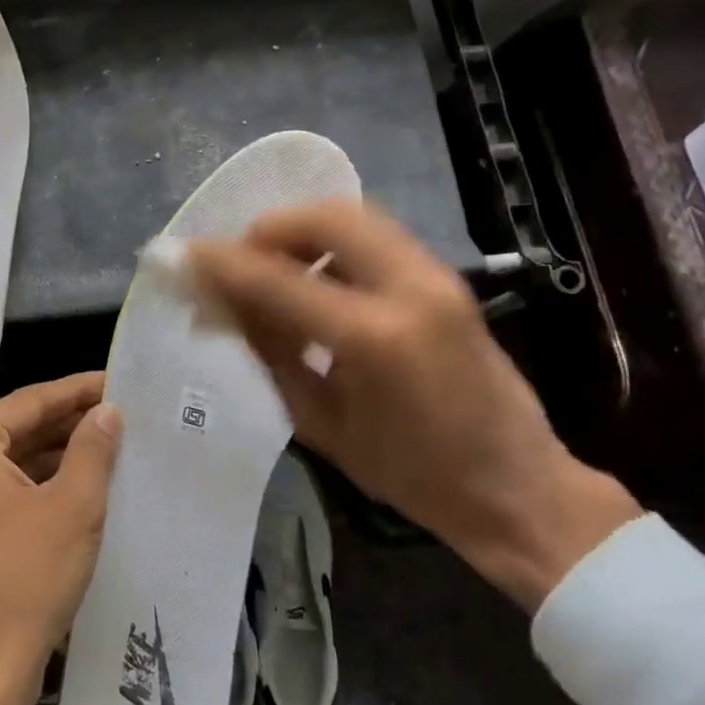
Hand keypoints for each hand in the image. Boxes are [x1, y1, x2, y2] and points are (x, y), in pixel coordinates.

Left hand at [0, 372, 122, 704]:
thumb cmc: (27, 578)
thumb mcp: (73, 506)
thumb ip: (92, 447)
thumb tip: (109, 411)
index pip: (29, 402)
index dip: (78, 391)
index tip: (118, 380)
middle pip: (16, 428)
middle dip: (68, 422)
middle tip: (120, 411)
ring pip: (10, 459)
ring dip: (56, 452)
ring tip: (109, 441)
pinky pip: (0, 487)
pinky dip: (37, 482)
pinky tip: (79, 478)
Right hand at [186, 200, 638, 610]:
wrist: (518, 489)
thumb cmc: (411, 476)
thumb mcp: (321, 424)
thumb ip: (271, 353)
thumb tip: (224, 306)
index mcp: (373, 338)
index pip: (279, 279)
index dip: (224, 265)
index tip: (185, 257)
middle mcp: (409, 288)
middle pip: (326, 216)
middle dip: (269, 229)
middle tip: (238, 262)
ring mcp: (436, 276)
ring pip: (355, 216)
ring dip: (303, 232)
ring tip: (273, 270)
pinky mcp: (447, 279)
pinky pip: (376, 237)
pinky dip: (334, 244)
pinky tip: (316, 281)